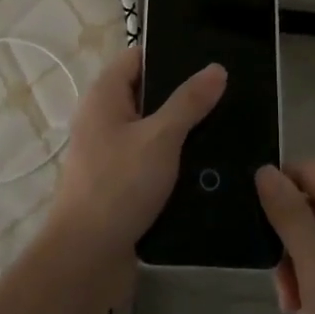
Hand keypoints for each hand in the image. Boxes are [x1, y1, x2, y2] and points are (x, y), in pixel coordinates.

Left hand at [42, 47, 225, 305]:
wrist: (86, 259)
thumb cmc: (118, 186)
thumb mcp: (160, 138)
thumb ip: (189, 102)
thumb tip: (215, 69)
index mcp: (104, 96)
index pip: (138, 58)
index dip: (170, 54)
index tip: (208, 58)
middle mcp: (104, 119)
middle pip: (148, 93)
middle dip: (184, 94)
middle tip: (227, 91)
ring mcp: (111, 153)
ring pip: (154, 130)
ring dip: (183, 130)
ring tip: (228, 124)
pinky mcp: (121, 184)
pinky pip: (153, 160)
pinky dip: (176, 159)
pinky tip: (209, 163)